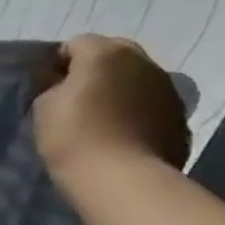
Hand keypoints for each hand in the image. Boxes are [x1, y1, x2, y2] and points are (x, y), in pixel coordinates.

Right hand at [33, 35, 190, 188]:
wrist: (123, 180)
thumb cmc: (74, 136)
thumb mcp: (43, 106)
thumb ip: (53, 85)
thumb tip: (62, 82)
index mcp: (105, 52)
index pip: (75, 44)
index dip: (58, 63)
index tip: (48, 87)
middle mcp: (142, 62)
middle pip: (113, 54)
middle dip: (95, 69)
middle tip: (77, 98)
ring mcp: (168, 89)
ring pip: (136, 78)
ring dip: (120, 89)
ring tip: (102, 118)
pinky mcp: (181, 117)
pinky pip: (152, 103)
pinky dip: (138, 111)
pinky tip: (123, 134)